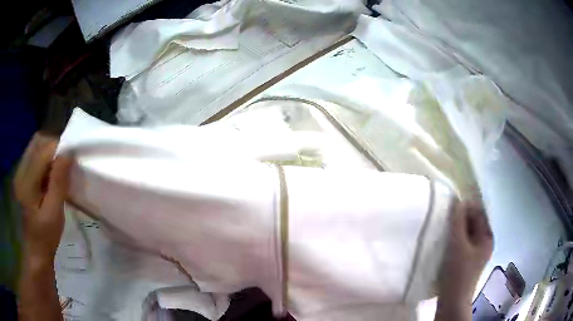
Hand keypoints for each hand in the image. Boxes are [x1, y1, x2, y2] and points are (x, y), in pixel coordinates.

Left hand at [14, 133, 71, 263]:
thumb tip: (68, 153)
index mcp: (27, 181)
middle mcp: (20, 171)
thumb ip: (58, 182)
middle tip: (65, 162)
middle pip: (37, 142)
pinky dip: (43, 158)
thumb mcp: (54, 213)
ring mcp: (19, 173)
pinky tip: (49, 174)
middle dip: (53, 145)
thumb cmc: (45, 237)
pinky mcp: (21, 177)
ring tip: (58, 168)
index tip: (72, 158)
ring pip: (34, 146)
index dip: (59, 148)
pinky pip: (32, 156)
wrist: (35, 252)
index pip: (43, 149)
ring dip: (48, 151)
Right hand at [438, 201, 493, 303]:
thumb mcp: (457, 244)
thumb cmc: (458, 272)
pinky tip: (447, 241)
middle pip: (474, 223)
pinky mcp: (467, 260)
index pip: (479, 213)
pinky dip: (456, 238)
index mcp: (487, 237)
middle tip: (447, 219)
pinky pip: (463, 242)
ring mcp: (476, 252)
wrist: (452, 300)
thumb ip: (457, 221)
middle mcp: (484, 242)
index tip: (452, 207)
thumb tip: (457, 201)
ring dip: (458, 228)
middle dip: (462, 218)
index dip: (467, 207)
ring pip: (468, 233)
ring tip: (445, 229)